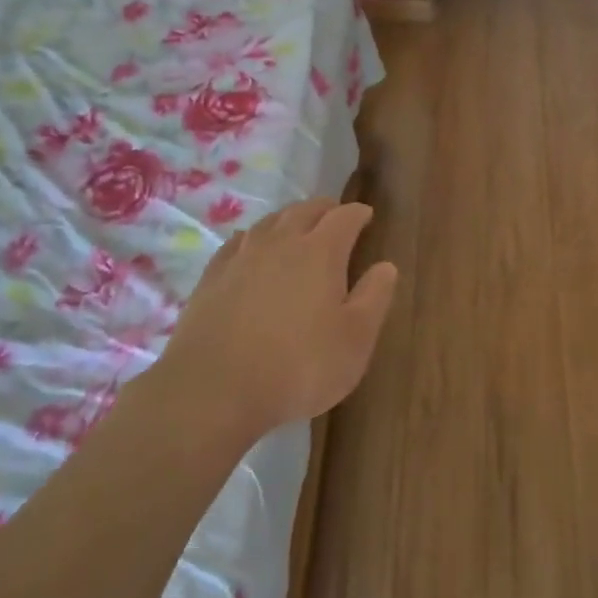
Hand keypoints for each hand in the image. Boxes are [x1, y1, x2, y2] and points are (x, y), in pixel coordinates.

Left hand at [161, 198, 397, 436]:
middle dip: (324, 209)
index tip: (367, 216)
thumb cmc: (298, 366)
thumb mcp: (354, 340)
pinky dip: (253, 237)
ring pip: (269, 222)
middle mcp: (281, 243)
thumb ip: (374, 298)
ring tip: (297, 226)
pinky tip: (250, 247)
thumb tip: (386, 266)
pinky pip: (237, 242)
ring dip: (288, 218)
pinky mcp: (212, 277)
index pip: (344, 218)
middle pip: (304, 211)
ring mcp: (242, 257)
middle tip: (335, 215)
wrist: (214, 389)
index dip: (358, 213)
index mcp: (320, 252)